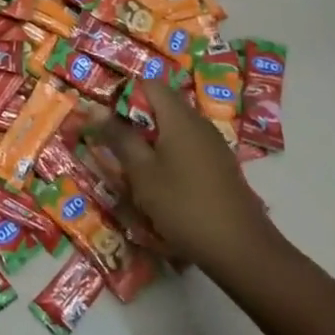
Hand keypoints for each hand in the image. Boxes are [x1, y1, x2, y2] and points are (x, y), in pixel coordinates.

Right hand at [87, 79, 285, 279]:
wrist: (241, 250)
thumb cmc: (184, 205)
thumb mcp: (141, 172)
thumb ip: (119, 137)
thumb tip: (93, 108)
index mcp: (180, 117)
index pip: (149, 84)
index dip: (123, 95)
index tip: (105, 119)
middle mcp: (199, 123)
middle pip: (161, 106)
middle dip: (134, 122)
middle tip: (113, 146)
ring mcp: (213, 145)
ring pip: (173, 129)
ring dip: (150, 142)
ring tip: (132, 169)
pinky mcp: (220, 166)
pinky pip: (187, 147)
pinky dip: (168, 156)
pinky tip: (160, 185)